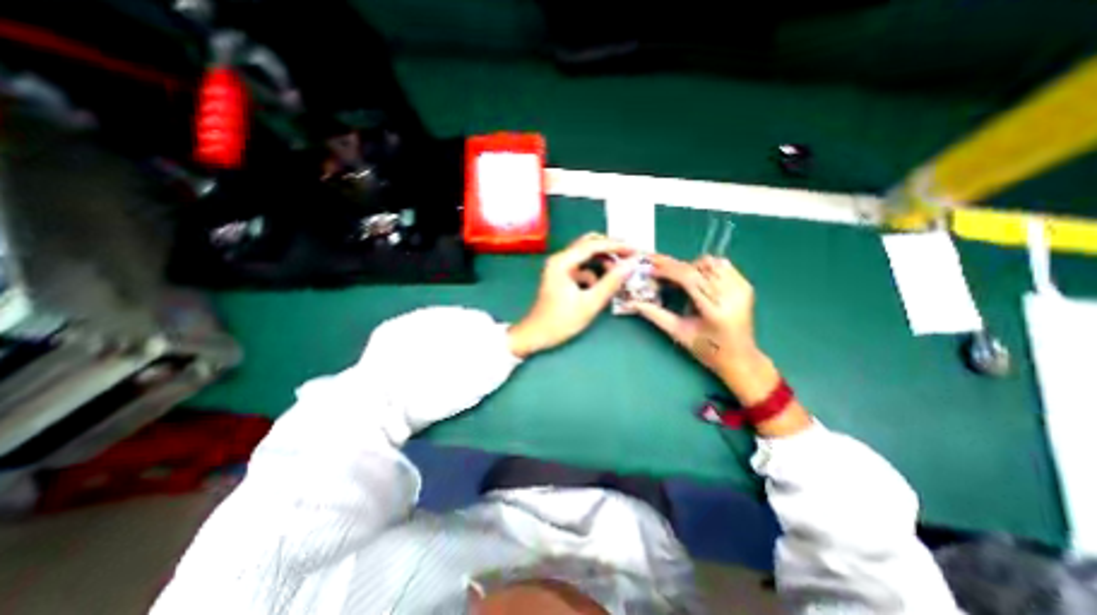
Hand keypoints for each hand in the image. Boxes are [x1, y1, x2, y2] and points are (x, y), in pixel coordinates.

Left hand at [510, 234, 639, 357]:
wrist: (535, 335)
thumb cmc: (560, 321)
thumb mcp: (590, 303)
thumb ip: (611, 282)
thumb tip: (631, 265)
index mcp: (562, 262)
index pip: (593, 245)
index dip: (616, 246)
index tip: (636, 250)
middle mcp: (560, 259)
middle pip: (588, 244)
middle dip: (610, 248)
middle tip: (630, 256)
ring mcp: (559, 267)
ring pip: (586, 255)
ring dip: (603, 260)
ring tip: (620, 270)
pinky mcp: (561, 276)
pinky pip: (582, 268)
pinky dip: (594, 272)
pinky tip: (602, 285)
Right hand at [636, 252, 811, 434]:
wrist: (740, 357)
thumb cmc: (706, 350)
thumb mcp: (678, 333)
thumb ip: (655, 315)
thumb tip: (632, 302)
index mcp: (715, 310)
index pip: (689, 279)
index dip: (668, 270)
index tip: (651, 268)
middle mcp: (732, 296)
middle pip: (699, 268)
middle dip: (675, 266)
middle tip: (658, 270)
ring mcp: (742, 289)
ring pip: (711, 263)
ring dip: (690, 267)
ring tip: (678, 279)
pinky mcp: (746, 286)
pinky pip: (722, 265)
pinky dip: (705, 268)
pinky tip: (696, 279)